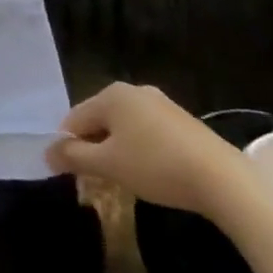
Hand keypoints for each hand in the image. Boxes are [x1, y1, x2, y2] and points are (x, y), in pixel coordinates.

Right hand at [46, 82, 246, 216]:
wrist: (225, 181)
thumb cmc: (156, 166)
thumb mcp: (108, 165)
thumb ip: (72, 157)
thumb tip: (47, 153)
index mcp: (111, 94)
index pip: (75, 119)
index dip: (68, 146)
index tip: (72, 174)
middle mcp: (134, 91)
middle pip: (99, 121)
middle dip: (94, 148)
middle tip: (98, 179)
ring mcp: (162, 104)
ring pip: (124, 128)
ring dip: (117, 151)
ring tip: (124, 179)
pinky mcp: (184, 122)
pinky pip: (148, 133)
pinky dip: (141, 151)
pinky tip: (151, 173)